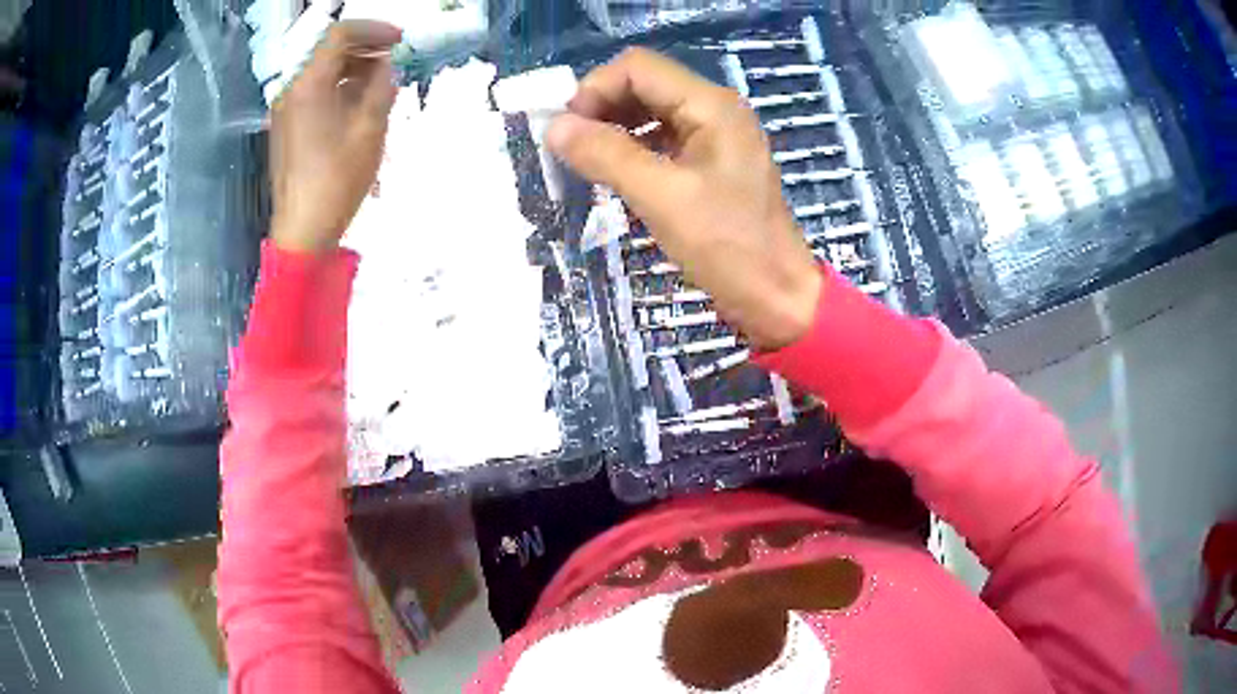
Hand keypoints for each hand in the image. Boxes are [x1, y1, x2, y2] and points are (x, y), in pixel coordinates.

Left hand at [270, 20, 401, 254]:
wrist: (302, 230)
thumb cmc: (337, 180)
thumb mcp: (370, 129)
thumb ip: (381, 86)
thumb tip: (386, 64)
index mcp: (308, 85)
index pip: (339, 34)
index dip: (373, 29)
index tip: (399, 40)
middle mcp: (291, 90)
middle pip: (328, 51)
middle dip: (364, 48)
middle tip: (394, 59)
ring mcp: (285, 110)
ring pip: (321, 71)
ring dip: (352, 68)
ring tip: (381, 83)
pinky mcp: (286, 127)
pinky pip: (313, 92)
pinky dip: (337, 87)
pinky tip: (358, 104)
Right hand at [547, 48, 821, 350]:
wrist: (775, 297)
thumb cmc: (727, 247)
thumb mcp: (662, 198)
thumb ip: (606, 155)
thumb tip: (553, 126)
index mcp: (710, 105)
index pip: (638, 67)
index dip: (595, 89)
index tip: (567, 131)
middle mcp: (713, 109)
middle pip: (643, 85)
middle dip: (601, 109)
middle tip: (570, 150)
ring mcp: (713, 135)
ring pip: (648, 112)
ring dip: (612, 129)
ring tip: (585, 163)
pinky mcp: (709, 162)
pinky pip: (660, 139)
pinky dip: (631, 149)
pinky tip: (614, 174)